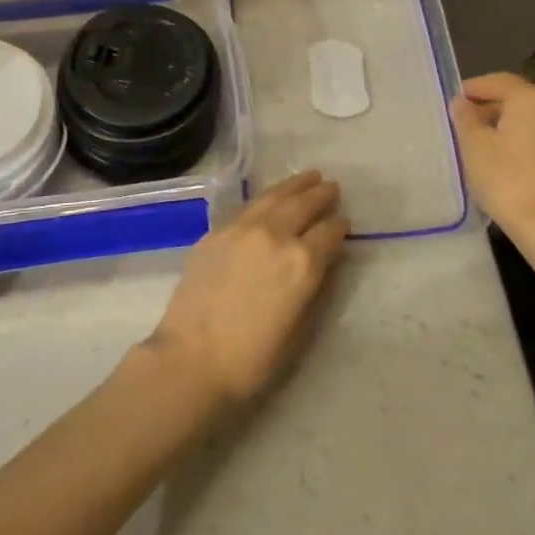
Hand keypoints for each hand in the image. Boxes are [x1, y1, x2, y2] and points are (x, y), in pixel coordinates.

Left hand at [145, 171, 348, 406]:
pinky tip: (271, 197)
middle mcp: (275, 235)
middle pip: (303, 205)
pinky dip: (267, 197)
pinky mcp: (217, 231)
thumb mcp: (299, 329)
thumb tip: (324, 262)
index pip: (329, 232)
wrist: (191, 357)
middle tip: (331, 187)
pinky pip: (249, 206)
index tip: (343, 222)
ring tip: (308, 176)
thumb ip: (314, 288)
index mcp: (302, 263)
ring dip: (295, 186)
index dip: (339, 226)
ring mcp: (243, 228)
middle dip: (320, 195)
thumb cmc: (252, 358)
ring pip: (275, 196)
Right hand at [450, 72, 534, 238]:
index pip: (498, 81)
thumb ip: (465, 117)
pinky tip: (503, 162)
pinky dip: (522, 144)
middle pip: (518, 100)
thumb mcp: (473, 143)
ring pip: (531, 122)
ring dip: (507, 127)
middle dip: (490, 108)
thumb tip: (462, 103)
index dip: (473, 88)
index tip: (454, 100)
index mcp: (533, 98)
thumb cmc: (506, 176)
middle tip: (464, 122)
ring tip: (480, 144)